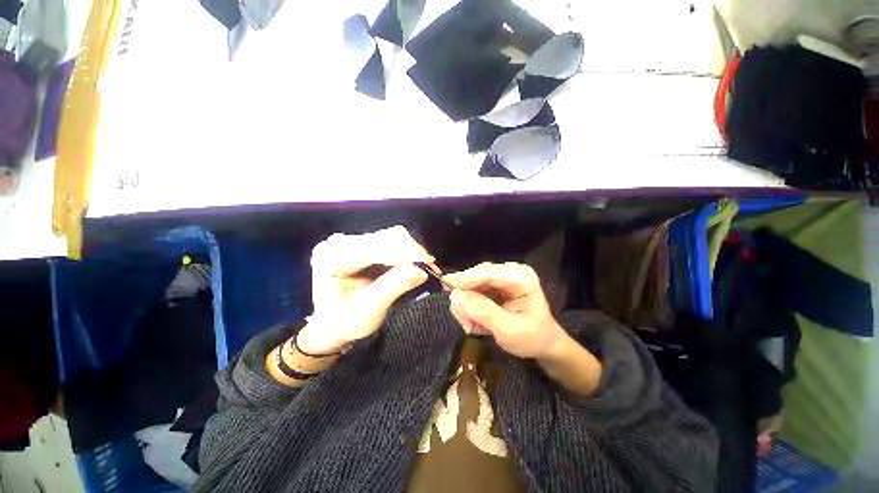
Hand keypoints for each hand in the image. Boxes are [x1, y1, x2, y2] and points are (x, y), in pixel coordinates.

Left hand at [298, 226, 431, 353]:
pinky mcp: (363, 245)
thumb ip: (393, 287)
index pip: (375, 248)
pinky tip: (416, 263)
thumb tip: (421, 271)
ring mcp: (352, 242)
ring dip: (411, 252)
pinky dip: (406, 253)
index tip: (429, 262)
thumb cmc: (344, 322)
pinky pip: (390, 243)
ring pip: (391, 238)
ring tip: (426, 266)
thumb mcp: (368, 309)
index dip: (405, 253)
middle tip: (432, 268)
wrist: (331, 325)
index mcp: (332, 257)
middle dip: (412, 252)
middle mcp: (341, 243)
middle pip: (385, 238)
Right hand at [445, 262, 567, 358]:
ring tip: (471, 327)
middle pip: (476, 277)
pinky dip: (469, 308)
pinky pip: (472, 292)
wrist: (543, 343)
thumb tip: (455, 296)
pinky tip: (474, 322)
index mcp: (521, 277)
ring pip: (470, 285)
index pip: (488, 273)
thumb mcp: (508, 330)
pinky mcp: (492, 286)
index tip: (447, 286)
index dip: (466, 278)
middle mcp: (509, 272)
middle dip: (466, 298)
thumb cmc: (532, 338)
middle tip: (464, 322)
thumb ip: (482, 312)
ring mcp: (500, 279)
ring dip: (466, 306)